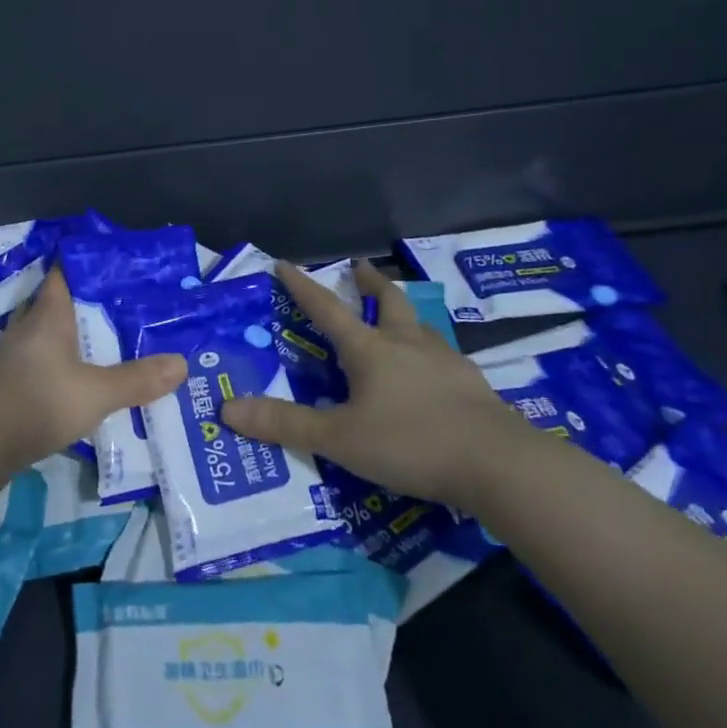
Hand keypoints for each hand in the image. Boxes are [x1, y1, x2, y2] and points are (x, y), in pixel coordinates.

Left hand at [0, 266, 187, 468]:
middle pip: (49, 307)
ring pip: (37, 339)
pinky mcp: (0, 388)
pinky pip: (30, 368)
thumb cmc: (38, 401)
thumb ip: (137, 380)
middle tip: (111, 310)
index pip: (61, 276)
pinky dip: (48, 371)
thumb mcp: (96, 393)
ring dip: (60, 341)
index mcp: (46, 317)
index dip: (81, 266)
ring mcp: (7, 360)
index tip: (108, 265)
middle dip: (76, 307)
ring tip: (94, 348)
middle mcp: (24, 330)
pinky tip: (66, 386)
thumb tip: (182, 364)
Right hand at [220, 259, 520, 508]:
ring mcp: (446, 363)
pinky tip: (434, 372)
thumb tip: (227, 408)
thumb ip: (285, 424)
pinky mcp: (473, 386)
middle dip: (371, 283)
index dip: (303, 287)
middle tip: (361, 267)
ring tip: (399, 317)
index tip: (286, 264)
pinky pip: (444, 358)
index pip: (328, 310)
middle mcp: (408, 345)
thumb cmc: (410, 442)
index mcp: (370, 350)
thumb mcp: (339, 439)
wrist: (499, 463)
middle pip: (389, 302)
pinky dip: (430, 353)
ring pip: (421, 327)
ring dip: (404, 314)